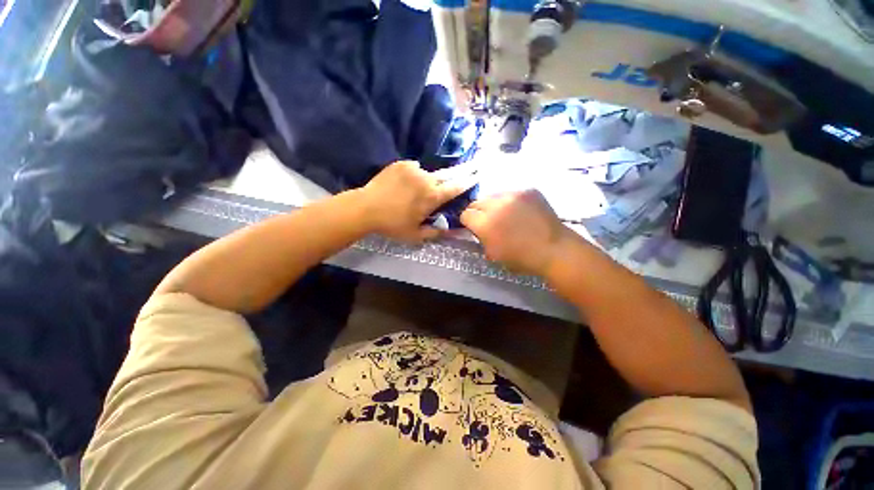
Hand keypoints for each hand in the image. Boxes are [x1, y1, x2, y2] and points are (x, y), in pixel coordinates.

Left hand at [359, 161, 466, 242]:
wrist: (365, 208)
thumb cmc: (392, 224)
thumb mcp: (415, 235)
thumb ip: (436, 233)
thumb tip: (452, 230)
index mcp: (432, 196)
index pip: (455, 187)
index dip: (467, 181)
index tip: (476, 175)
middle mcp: (426, 179)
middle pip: (445, 176)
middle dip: (453, 177)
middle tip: (455, 179)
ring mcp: (413, 169)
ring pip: (428, 174)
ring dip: (428, 181)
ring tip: (416, 191)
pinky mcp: (401, 164)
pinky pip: (414, 168)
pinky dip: (414, 175)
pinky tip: (405, 184)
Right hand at [461, 190, 572, 275]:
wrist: (554, 249)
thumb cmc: (521, 258)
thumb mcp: (493, 254)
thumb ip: (481, 238)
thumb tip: (477, 229)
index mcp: (485, 223)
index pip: (465, 214)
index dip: (469, 222)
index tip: (475, 227)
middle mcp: (496, 205)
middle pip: (477, 202)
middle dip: (479, 212)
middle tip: (489, 221)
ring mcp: (513, 194)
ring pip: (493, 195)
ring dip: (494, 205)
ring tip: (506, 215)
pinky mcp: (528, 190)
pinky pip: (511, 193)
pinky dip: (511, 202)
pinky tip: (520, 211)